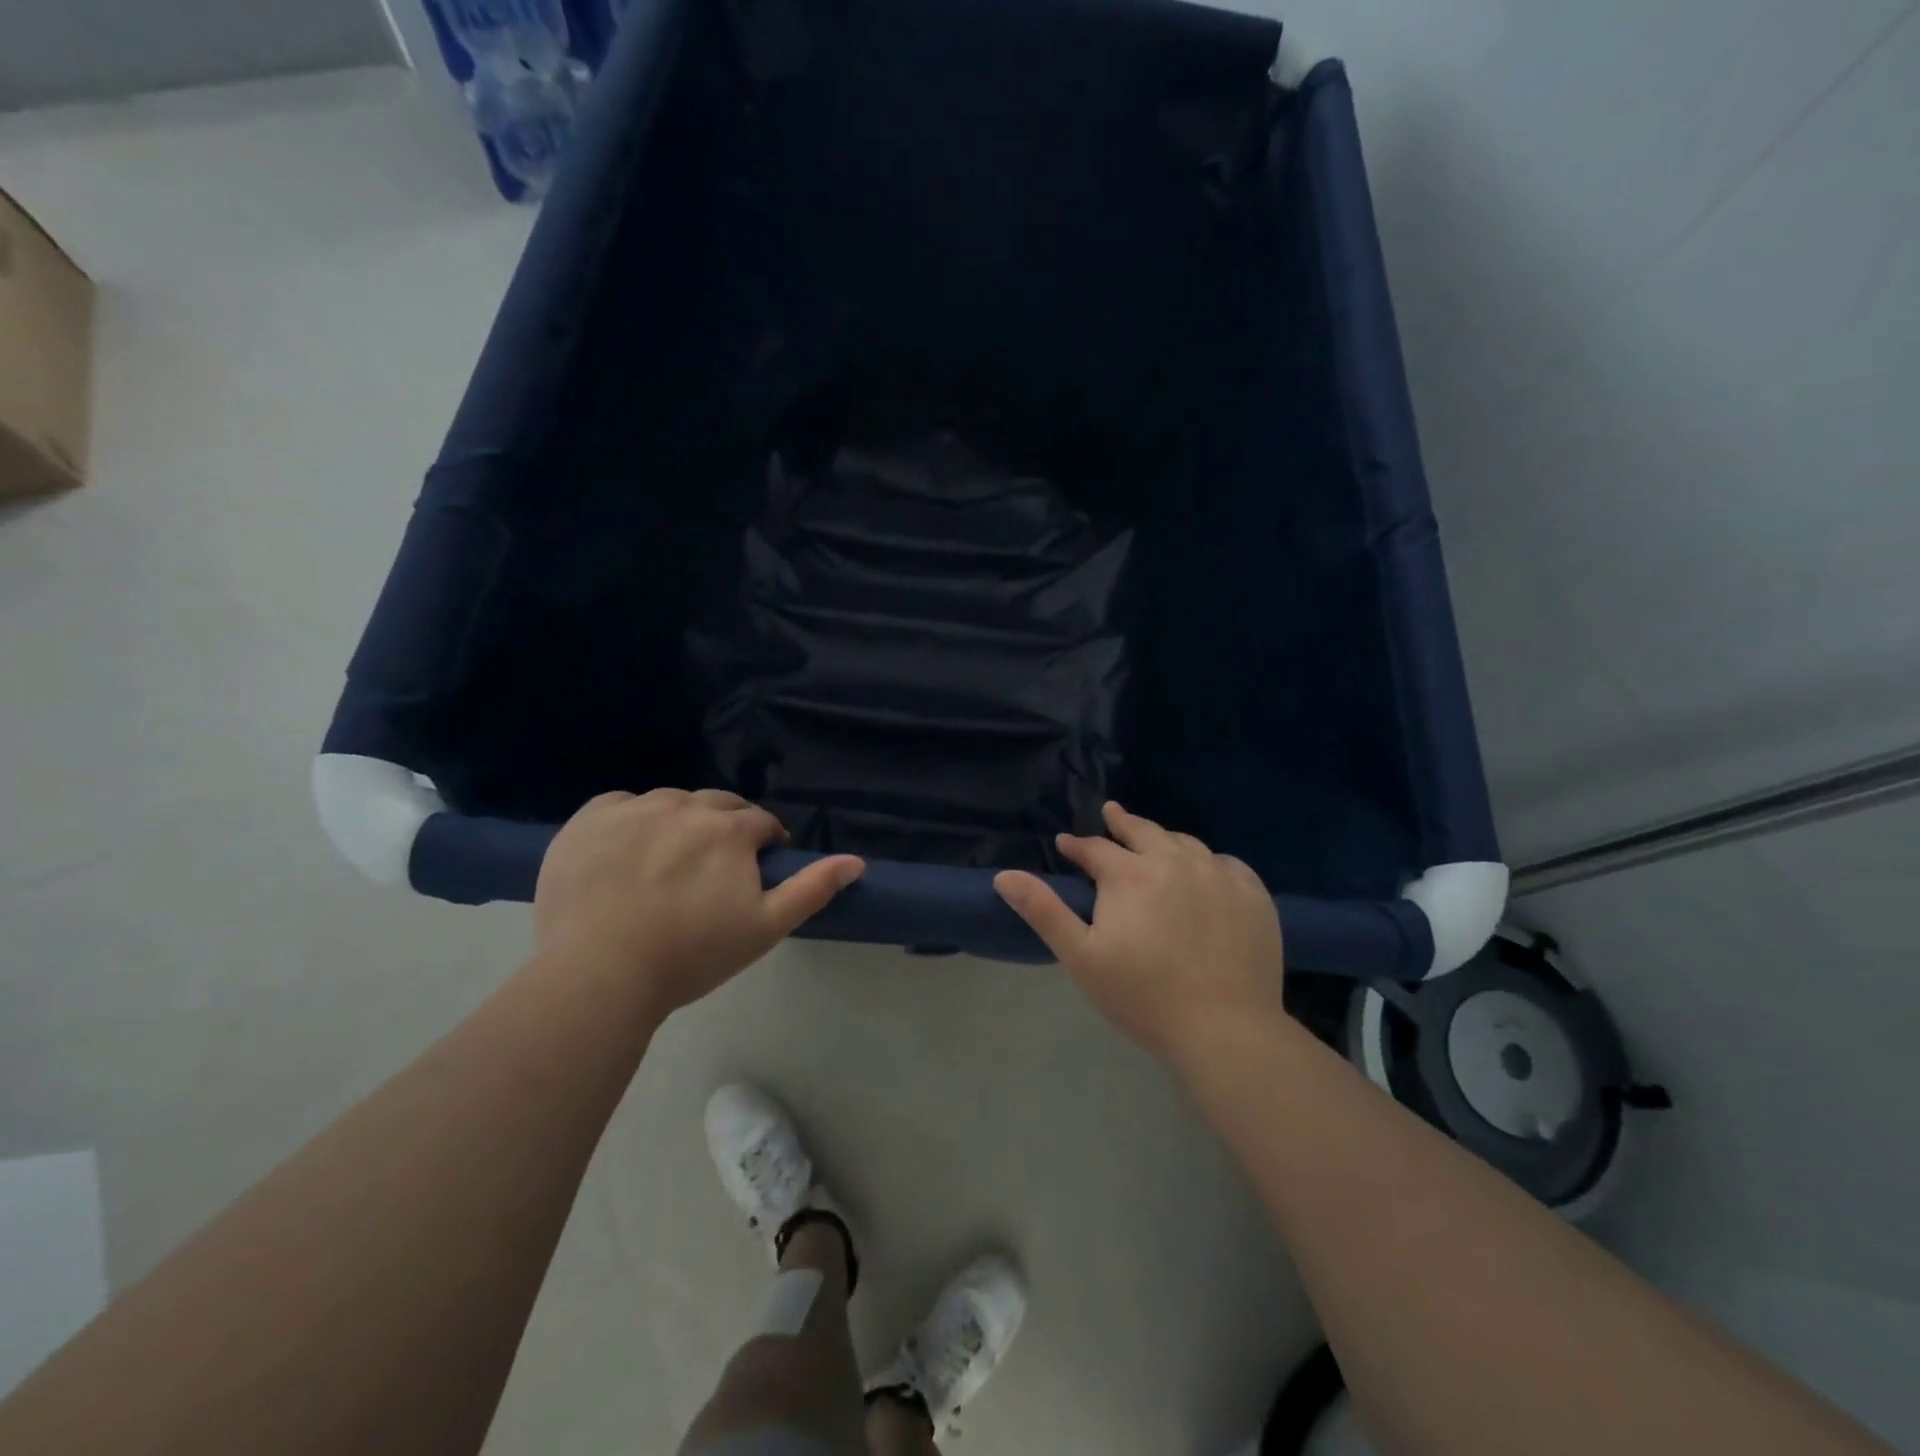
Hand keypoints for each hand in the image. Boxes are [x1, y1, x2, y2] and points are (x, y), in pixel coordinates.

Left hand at [534, 789, 863, 1016]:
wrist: (600, 975)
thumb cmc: (692, 954)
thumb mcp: (765, 927)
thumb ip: (812, 888)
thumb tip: (857, 861)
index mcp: (730, 829)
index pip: (760, 823)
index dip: (764, 846)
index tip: (753, 874)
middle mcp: (685, 805)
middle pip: (717, 805)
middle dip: (726, 829)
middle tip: (712, 871)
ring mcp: (633, 809)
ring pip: (670, 802)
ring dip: (680, 822)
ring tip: (668, 864)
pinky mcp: (588, 820)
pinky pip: (620, 805)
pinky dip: (631, 820)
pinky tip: (626, 852)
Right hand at [993, 802, 1284, 1062]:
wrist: (1225, 1030)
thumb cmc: (1143, 997)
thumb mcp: (1081, 957)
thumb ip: (1044, 911)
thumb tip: (1004, 875)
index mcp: (1131, 875)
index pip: (1096, 849)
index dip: (1077, 845)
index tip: (1066, 843)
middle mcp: (1175, 862)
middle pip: (1143, 831)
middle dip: (1121, 822)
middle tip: (1111, 813)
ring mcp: (1219, 875)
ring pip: (1185, 843)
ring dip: (1163, 839)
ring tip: (1155, 840)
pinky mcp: (1253, 894)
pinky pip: (1226, 863)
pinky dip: (1207, 860)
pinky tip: (1205, 870)